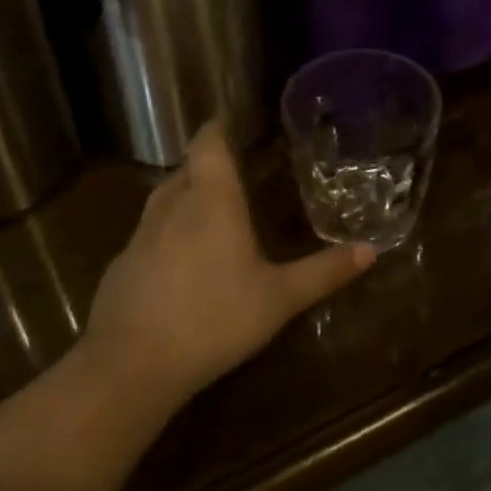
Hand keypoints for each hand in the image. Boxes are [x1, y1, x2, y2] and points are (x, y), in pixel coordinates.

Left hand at [81, 121, 373, 412]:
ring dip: (186, 197)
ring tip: (211, 213)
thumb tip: (370, 250)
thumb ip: (323, 272)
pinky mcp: (120, 265)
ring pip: (164, 198)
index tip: (233, 125)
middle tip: (236, 174)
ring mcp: (140, 234)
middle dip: (208, 165)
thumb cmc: (214, 319)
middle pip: (187, 168)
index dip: (217, 128)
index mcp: (211, 199)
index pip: (207, 142)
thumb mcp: (279, 299)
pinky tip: (180, 264)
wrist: (131, 366)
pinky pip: (147, 234)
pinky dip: (166, 234)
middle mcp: (172, 204)